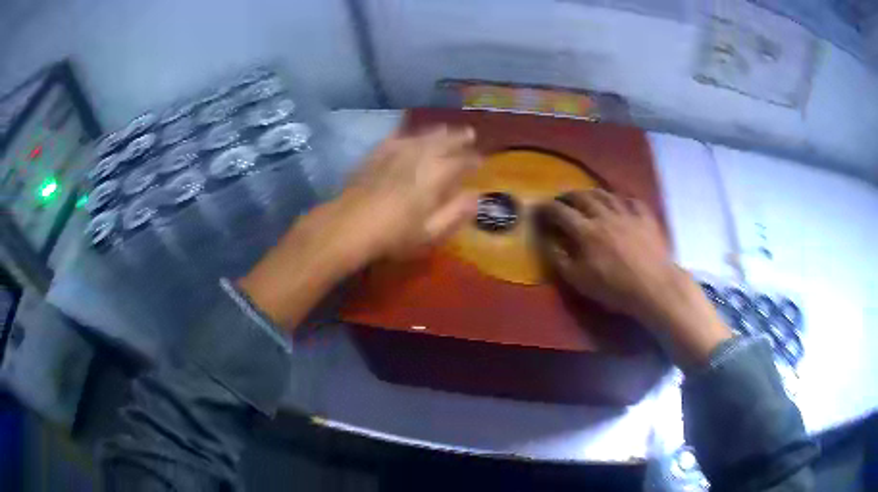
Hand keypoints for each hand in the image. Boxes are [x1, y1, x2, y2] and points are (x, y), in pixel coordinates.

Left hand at [239, 126, 480, 328]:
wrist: (348, 226)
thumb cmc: (392, 235)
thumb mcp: (430, 233)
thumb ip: (455, 214)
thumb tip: (476, 198)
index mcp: (434, 176)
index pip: (460, 162)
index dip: (472, 160)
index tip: (480, 160)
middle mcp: (417, 158)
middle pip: (442, 142)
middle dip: (457, 137)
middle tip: (469, 134)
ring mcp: (394, 154)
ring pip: (420, 137)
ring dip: (436, 132)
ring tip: (445, 129)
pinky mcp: (374, 156)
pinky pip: (394, 139)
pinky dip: (405, 134)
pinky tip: (407, 134)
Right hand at [537, 190, 731, 366]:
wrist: (654, 286)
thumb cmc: (615, 288)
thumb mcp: (580, 280)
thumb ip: (560, 259)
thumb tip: (547, 242)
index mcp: (586, 231)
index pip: (561, 212)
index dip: (547, 208)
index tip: (539, 208)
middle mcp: (604, 215)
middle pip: (583, 197)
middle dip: (569, 195)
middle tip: (562, 198)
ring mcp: (627, 213)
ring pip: (606, 194)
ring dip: (593, 193)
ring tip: (587, 196)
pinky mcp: (645, 217)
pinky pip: (632, 200)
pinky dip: (622, 199)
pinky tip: (621, 202)